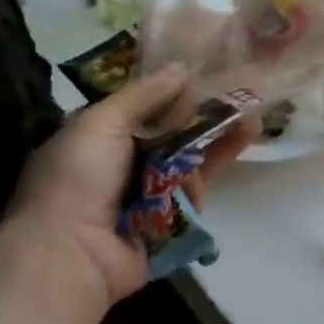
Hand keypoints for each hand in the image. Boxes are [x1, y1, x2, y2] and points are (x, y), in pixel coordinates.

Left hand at [2, 65, 253, 307]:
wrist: (71, 255)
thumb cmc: (77, 179)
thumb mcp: (101, 123)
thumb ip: (144, 95)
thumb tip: (182, 67)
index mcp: (99, 137)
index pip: (144, 106)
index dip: (175, 89)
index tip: (208, 67)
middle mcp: (125, 162)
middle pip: (174, 129)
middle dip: (205, 110)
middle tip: (242, 87)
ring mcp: (150, 190)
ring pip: (192, 154)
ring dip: (221, 131)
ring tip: (252, 111)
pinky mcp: (174, 215)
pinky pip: (202, 182)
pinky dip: (222, 159)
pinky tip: (246, 135)